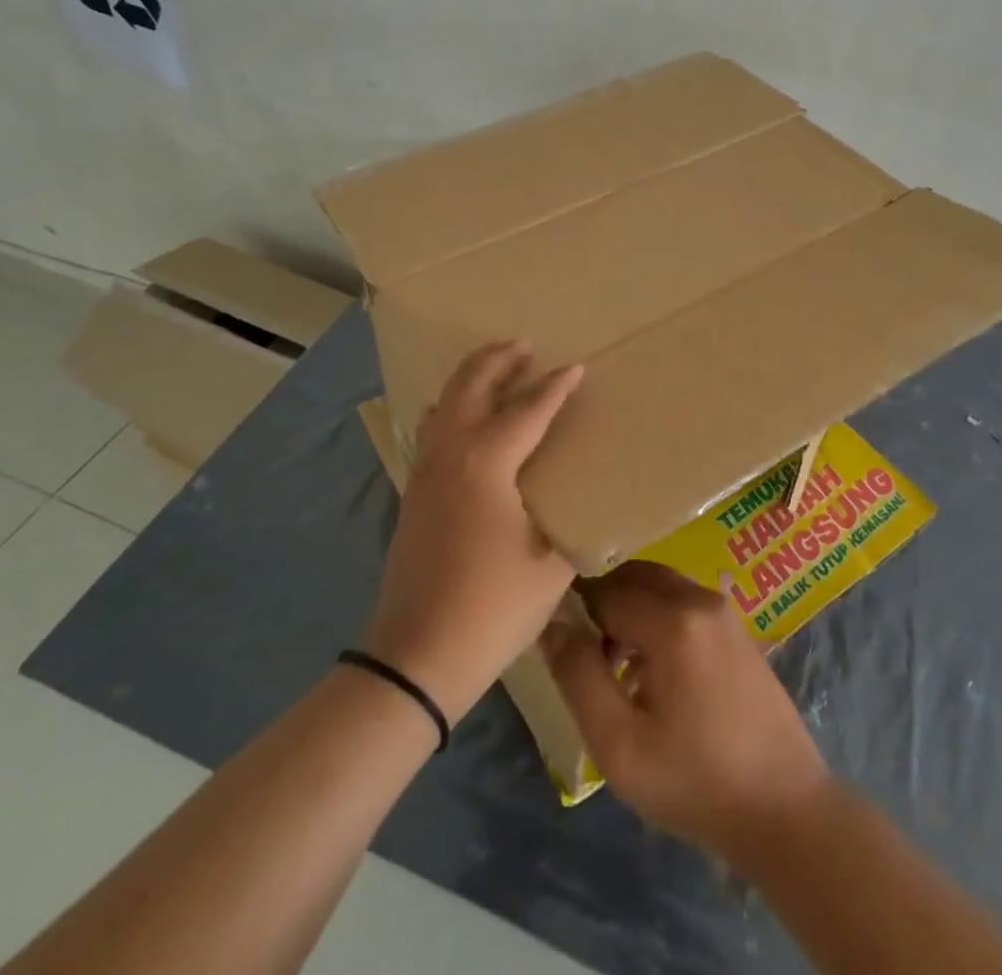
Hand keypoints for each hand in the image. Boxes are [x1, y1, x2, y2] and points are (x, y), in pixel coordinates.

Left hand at [365, 342, 583, 722]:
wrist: (416, 656)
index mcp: (487, 463)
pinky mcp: (414, 493)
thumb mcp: (551, 565)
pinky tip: (461, 417)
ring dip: (471, 378)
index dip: (555, 388)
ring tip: (496, 368)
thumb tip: (587, 504)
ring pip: (445, 403)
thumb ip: (570, 523)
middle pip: (471, 387)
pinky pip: (433, 429)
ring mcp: (426, 472)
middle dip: (498, 359)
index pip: (527, 410)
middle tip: (524, 345)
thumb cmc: (492, 607)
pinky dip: (451, 407)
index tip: (577, 367)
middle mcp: (451, 454)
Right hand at [542, 561, 832, 866]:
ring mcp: (724, 610)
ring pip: (659, 586)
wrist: (784, 807)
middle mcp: (700, 598)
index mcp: (674, 621)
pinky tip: (651, 673)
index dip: (577, 612)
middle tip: (587, 655)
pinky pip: (683, 603)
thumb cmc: (695, 782)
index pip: (605, 590)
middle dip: (603, 605)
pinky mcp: (736, 628)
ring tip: (615, 669)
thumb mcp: (619, 744)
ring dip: (630, 612)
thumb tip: (552, 623)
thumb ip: (579, 676)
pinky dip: (657, 619)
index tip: (562, 645)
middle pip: (635, 577)